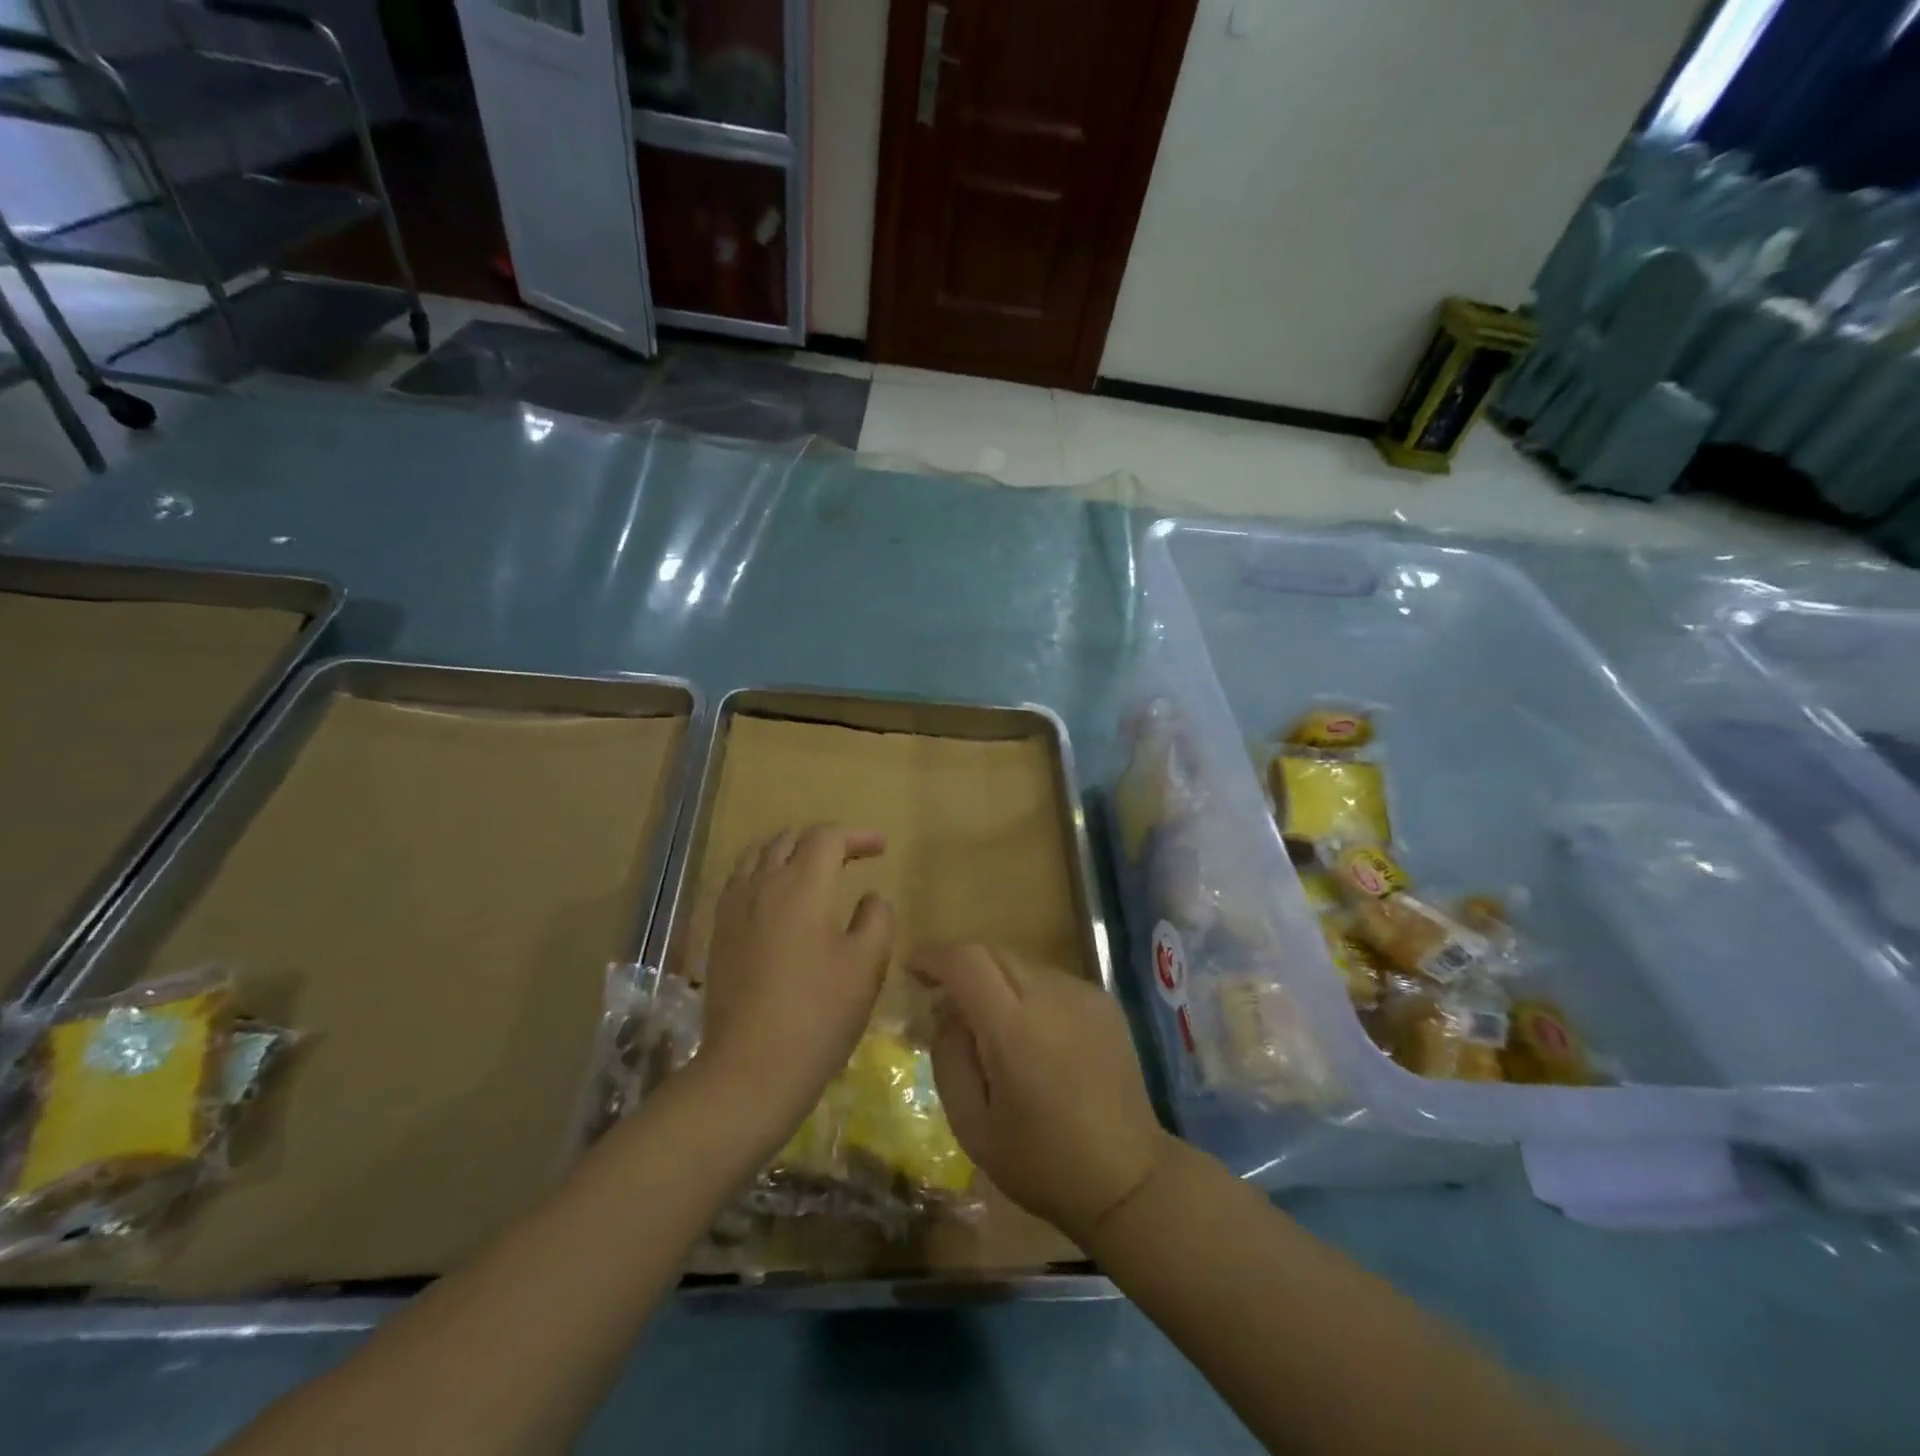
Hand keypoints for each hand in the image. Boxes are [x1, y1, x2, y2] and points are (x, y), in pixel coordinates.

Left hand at [699, 825, 894, 1148]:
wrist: (751, 1068)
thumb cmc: (819, 1013)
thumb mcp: (867, 964)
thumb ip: (877, 918)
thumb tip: (871, 897)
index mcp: (802, 885)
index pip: (827, 837)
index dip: (857, 836)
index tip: (881, 848)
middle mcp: (762, 885)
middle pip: (790, 839)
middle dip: (823, 840)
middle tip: (850, 857)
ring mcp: (733, 908)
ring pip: (758, 855)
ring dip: (789, 851)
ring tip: (811, 869)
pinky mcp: (718, 933)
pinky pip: (739, 881)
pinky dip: (762, 873)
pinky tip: (775, 899)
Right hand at [912, 945, 1171, 1244]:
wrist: (1128, 1178)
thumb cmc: (1041, 1162)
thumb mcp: (972, 1126)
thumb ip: (949, 1058)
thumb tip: (946, 1011)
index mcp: (1016, 1029)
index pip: (967, 962)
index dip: (935, 957)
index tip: (914, 970)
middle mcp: (1052, 996)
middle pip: (994, 954)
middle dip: (962, 967)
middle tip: (945, 1000)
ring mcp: (1084, 994)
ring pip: (1022, 964)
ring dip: (996, 981)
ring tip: (991, 1026)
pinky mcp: (1104, 1001)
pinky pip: (1051, 980)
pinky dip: (1028, 993)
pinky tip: (1033, 1035)